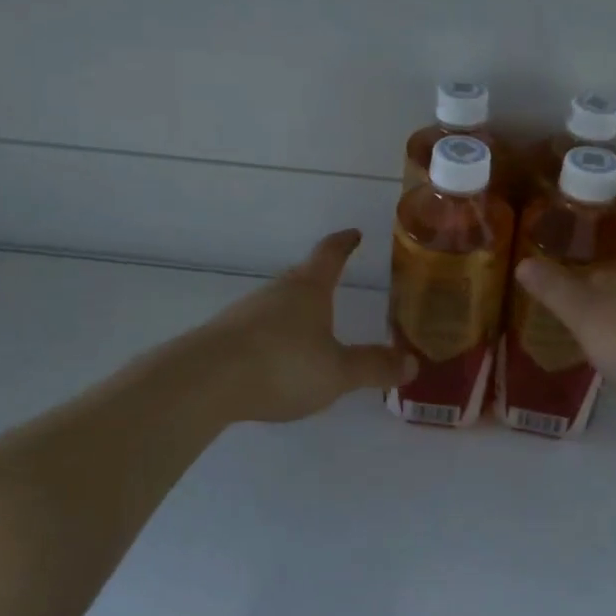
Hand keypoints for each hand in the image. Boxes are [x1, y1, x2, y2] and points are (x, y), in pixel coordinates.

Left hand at [196, 230, 415, 423]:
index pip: (330, 254)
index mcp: (308, 289)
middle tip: (337, 283)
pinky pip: (260, 329)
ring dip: (296, 310)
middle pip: (302, 277)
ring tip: (311, 327)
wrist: (205, 382)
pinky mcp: (224, 337)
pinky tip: (278, 359)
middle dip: (320, 279)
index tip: (354, 234)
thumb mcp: (338, 372)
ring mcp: (246, 313)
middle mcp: (277, 292)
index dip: (344, 243)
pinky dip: (275, 336)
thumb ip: (373, 367)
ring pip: (278, 304)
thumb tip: (411, 363)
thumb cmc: (282, 365)